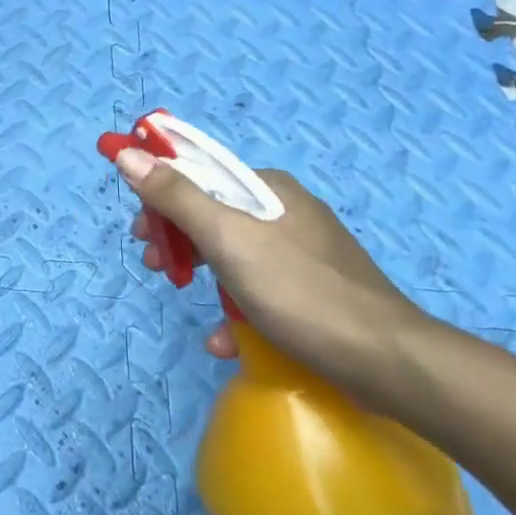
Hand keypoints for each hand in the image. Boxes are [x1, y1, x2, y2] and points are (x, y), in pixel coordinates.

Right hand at [116, 149, 425, 399]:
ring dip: (200, 271)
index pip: (200, 173)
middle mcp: (285, 211)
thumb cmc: (299, 291)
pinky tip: (225, 340)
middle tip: (154, 261)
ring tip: (177, 292)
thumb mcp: (227, 238)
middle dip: (177, 236)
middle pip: (213, 213)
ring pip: (233, 252)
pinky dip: (235, 307)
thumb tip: (128, 153)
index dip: (161, 193)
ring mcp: (303, 252)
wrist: (388, 361)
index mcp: (268, 188)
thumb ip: (176, 196)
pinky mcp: (313, 291)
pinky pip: (260, 288)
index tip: (139, 226)